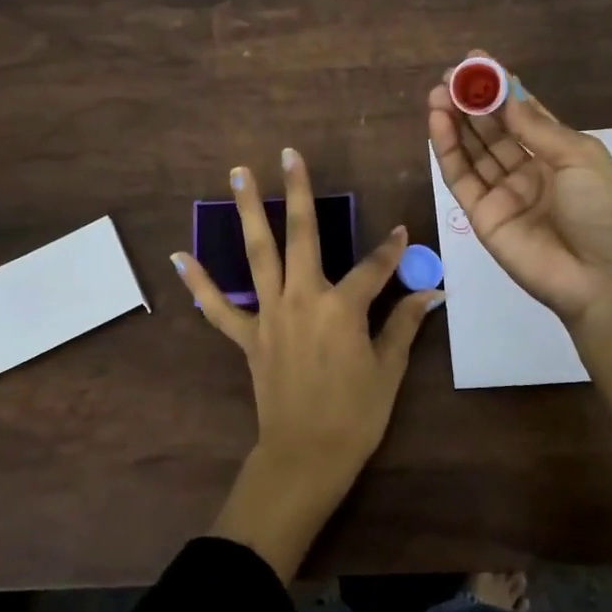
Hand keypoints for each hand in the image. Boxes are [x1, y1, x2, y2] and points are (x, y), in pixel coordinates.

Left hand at [171, 147, 443, 580]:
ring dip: (247, 212)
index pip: (373, 267)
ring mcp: (270, 315)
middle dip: (297, 192)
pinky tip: (180, 256)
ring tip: (238, 174)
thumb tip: (430, 292)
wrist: (305, 456)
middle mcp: (302, 298)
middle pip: (301, 235)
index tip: (401, 232)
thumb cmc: (355, 415)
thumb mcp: (389, 369)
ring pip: (257, 254)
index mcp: (342, 307)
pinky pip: (219, 307)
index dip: (392, 249)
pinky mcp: (248, 337)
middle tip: (288, 154)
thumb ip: (404, 323)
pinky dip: (199, 283)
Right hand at [429, 52, 611, 502]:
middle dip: (472, 102)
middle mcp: (530, 171)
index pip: (524, 115)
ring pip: (474, 152)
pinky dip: (449, 150)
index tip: (477, 61)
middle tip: (450, 75)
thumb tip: (506, 94)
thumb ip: (536, 127)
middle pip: (494, 131)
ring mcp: (504, 195)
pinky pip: (461, 179)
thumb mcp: (579, 157)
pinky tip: (439, 122)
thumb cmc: (606, 211)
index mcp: (561, 155)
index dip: (501, 89)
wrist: (605, 280)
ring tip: (437, 93)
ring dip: (455, 121)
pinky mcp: (482, 217)